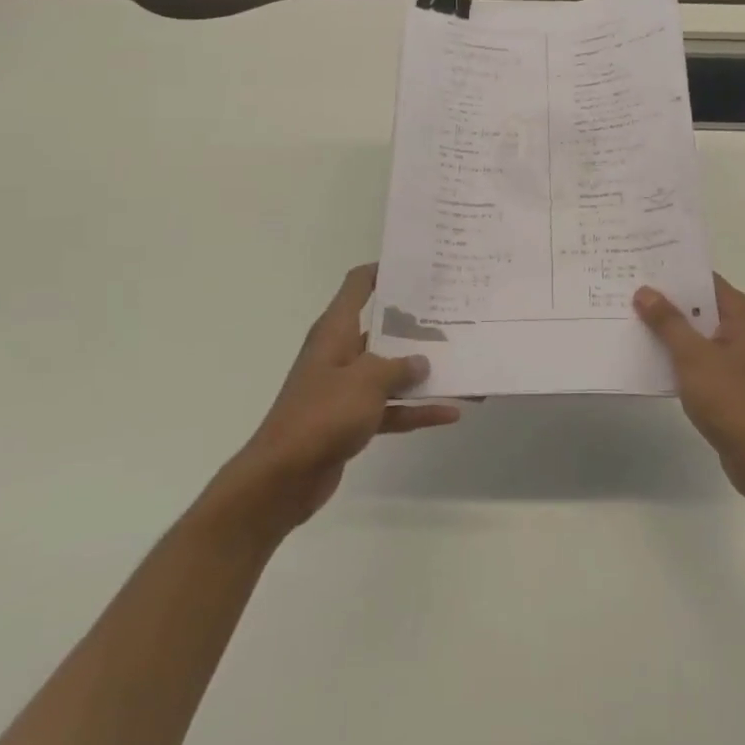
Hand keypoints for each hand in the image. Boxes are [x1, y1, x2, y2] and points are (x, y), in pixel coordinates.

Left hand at [208, 264, 460, 538]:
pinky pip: (391, 408)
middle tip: (454, 314)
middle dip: (416, 324)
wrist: (283, 477)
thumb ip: (398, 367)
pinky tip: (450, 412)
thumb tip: (421, 361)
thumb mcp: (366, 381)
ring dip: (422, 372)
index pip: (357, 285)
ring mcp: (345, 388)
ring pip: (390, 372)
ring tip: (461, 363)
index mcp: (335, 331)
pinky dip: (415, 410)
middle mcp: (340, 353)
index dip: (383, 270)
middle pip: (381, 328)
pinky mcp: (351, 420)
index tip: (418, 267)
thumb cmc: (322, 414)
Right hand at [635, 276, 744, 501]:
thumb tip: (644, 291)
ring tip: (628, 316)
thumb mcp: (693, 356)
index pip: (704, 280)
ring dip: (667, 327)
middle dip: (665, 299)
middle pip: (699, 303)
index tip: (640, 266)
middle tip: (625, 289)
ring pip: (696, 330)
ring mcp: (736, 354)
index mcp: (743, 313)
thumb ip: (668, 322)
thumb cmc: (730, 399)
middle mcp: (743, 327)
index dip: (673, 273)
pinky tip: (646, 352)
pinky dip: (675, 351)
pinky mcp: (728, 377)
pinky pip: (697, 353)